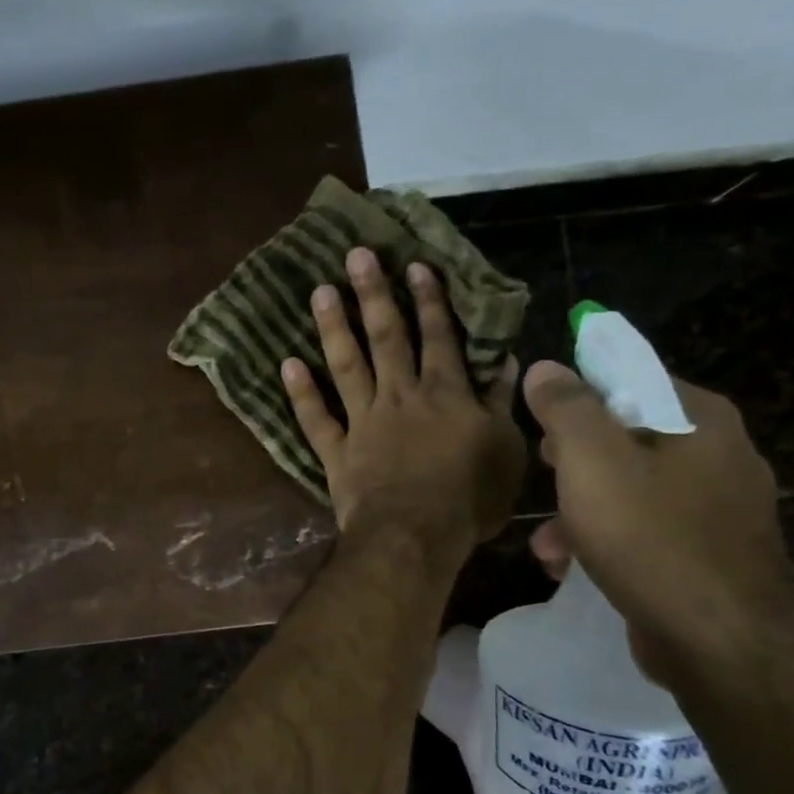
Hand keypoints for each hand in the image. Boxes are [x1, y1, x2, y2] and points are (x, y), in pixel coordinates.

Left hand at [281, 247, 524, 574]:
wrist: (415, 536)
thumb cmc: (469, 498)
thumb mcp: (506, 450)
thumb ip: (501, 403)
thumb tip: (505, 361)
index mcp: (444, 393)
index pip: (437, 336)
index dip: (428, 300)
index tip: (414, 266)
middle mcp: (399, 395)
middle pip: (386, 337)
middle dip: (373, 294)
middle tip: (356, 256)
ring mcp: (362, 421)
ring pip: (345, 365)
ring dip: (333, 327)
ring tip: (320, 291)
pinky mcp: (335, 450)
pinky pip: (314, 417)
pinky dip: (300, 392)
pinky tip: (287, 364)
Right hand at [522, 360, 793, 675]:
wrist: (722, 644)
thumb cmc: (651, 538)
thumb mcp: (592, 462)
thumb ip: (567, 408)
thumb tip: (547, 367)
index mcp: (700, 419)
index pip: (630, 377)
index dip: (578, 393)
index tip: (542, 420)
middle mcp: (719, 453)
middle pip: (626, 435)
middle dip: (573, 460)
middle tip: (544, 473)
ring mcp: (719, 507)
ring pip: (631, 487)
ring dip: (580, 508)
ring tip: (546, 542)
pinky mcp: (709, 552)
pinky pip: (645, 529)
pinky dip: (606, 539)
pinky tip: (570, 566)